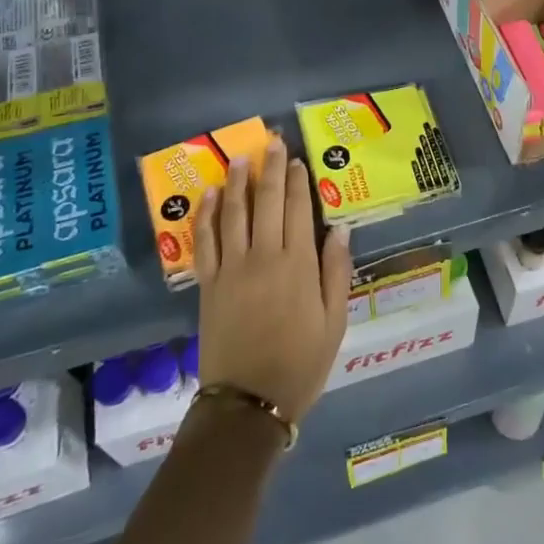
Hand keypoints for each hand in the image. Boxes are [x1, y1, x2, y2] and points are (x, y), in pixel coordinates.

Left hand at [192, 135, 351, 423]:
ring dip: (237, 182)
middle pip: (266, 202)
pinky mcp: (209, 284)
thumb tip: (339, 229)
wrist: (249, 402)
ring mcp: (232, 268)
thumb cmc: (301, 363)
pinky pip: (205, 241)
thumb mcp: (335, 322)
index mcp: (298, 265)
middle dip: (270, 169)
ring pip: (234, 213)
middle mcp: (264, 257)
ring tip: (240, 158)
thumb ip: (336, 272)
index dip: (297, 181)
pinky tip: (210, 195)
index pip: (297, 210)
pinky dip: (207, 215)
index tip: (296, 159)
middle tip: (272, 142)